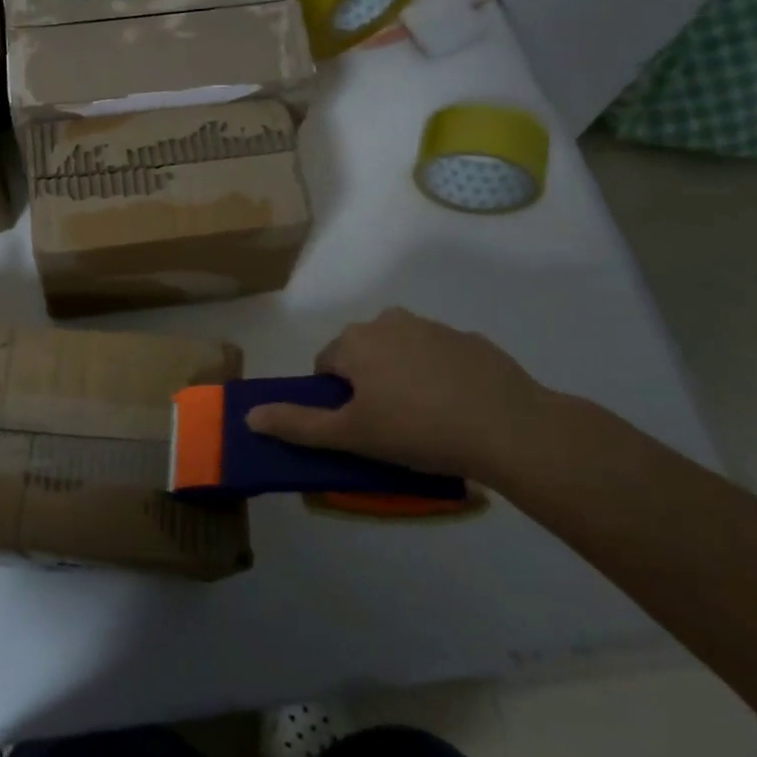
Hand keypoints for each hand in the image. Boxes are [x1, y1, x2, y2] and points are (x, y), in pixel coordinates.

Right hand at [245, 307, 557, 482]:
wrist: (508, 426)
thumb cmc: (417, 430)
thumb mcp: (351, 435)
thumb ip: (298, 424)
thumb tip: (249, 416)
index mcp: (355, 341)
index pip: (326, 364)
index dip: (336, 399)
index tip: (359, 427)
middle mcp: (388, 321)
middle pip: (363, 353)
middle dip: (368, 383)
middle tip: (390, 426)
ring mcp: (433, 327)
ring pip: (401, 352)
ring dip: (403, 376)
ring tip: (426, 419)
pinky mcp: (470, 340)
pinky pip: (440, 357)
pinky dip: (440, 376)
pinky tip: (458, 408)